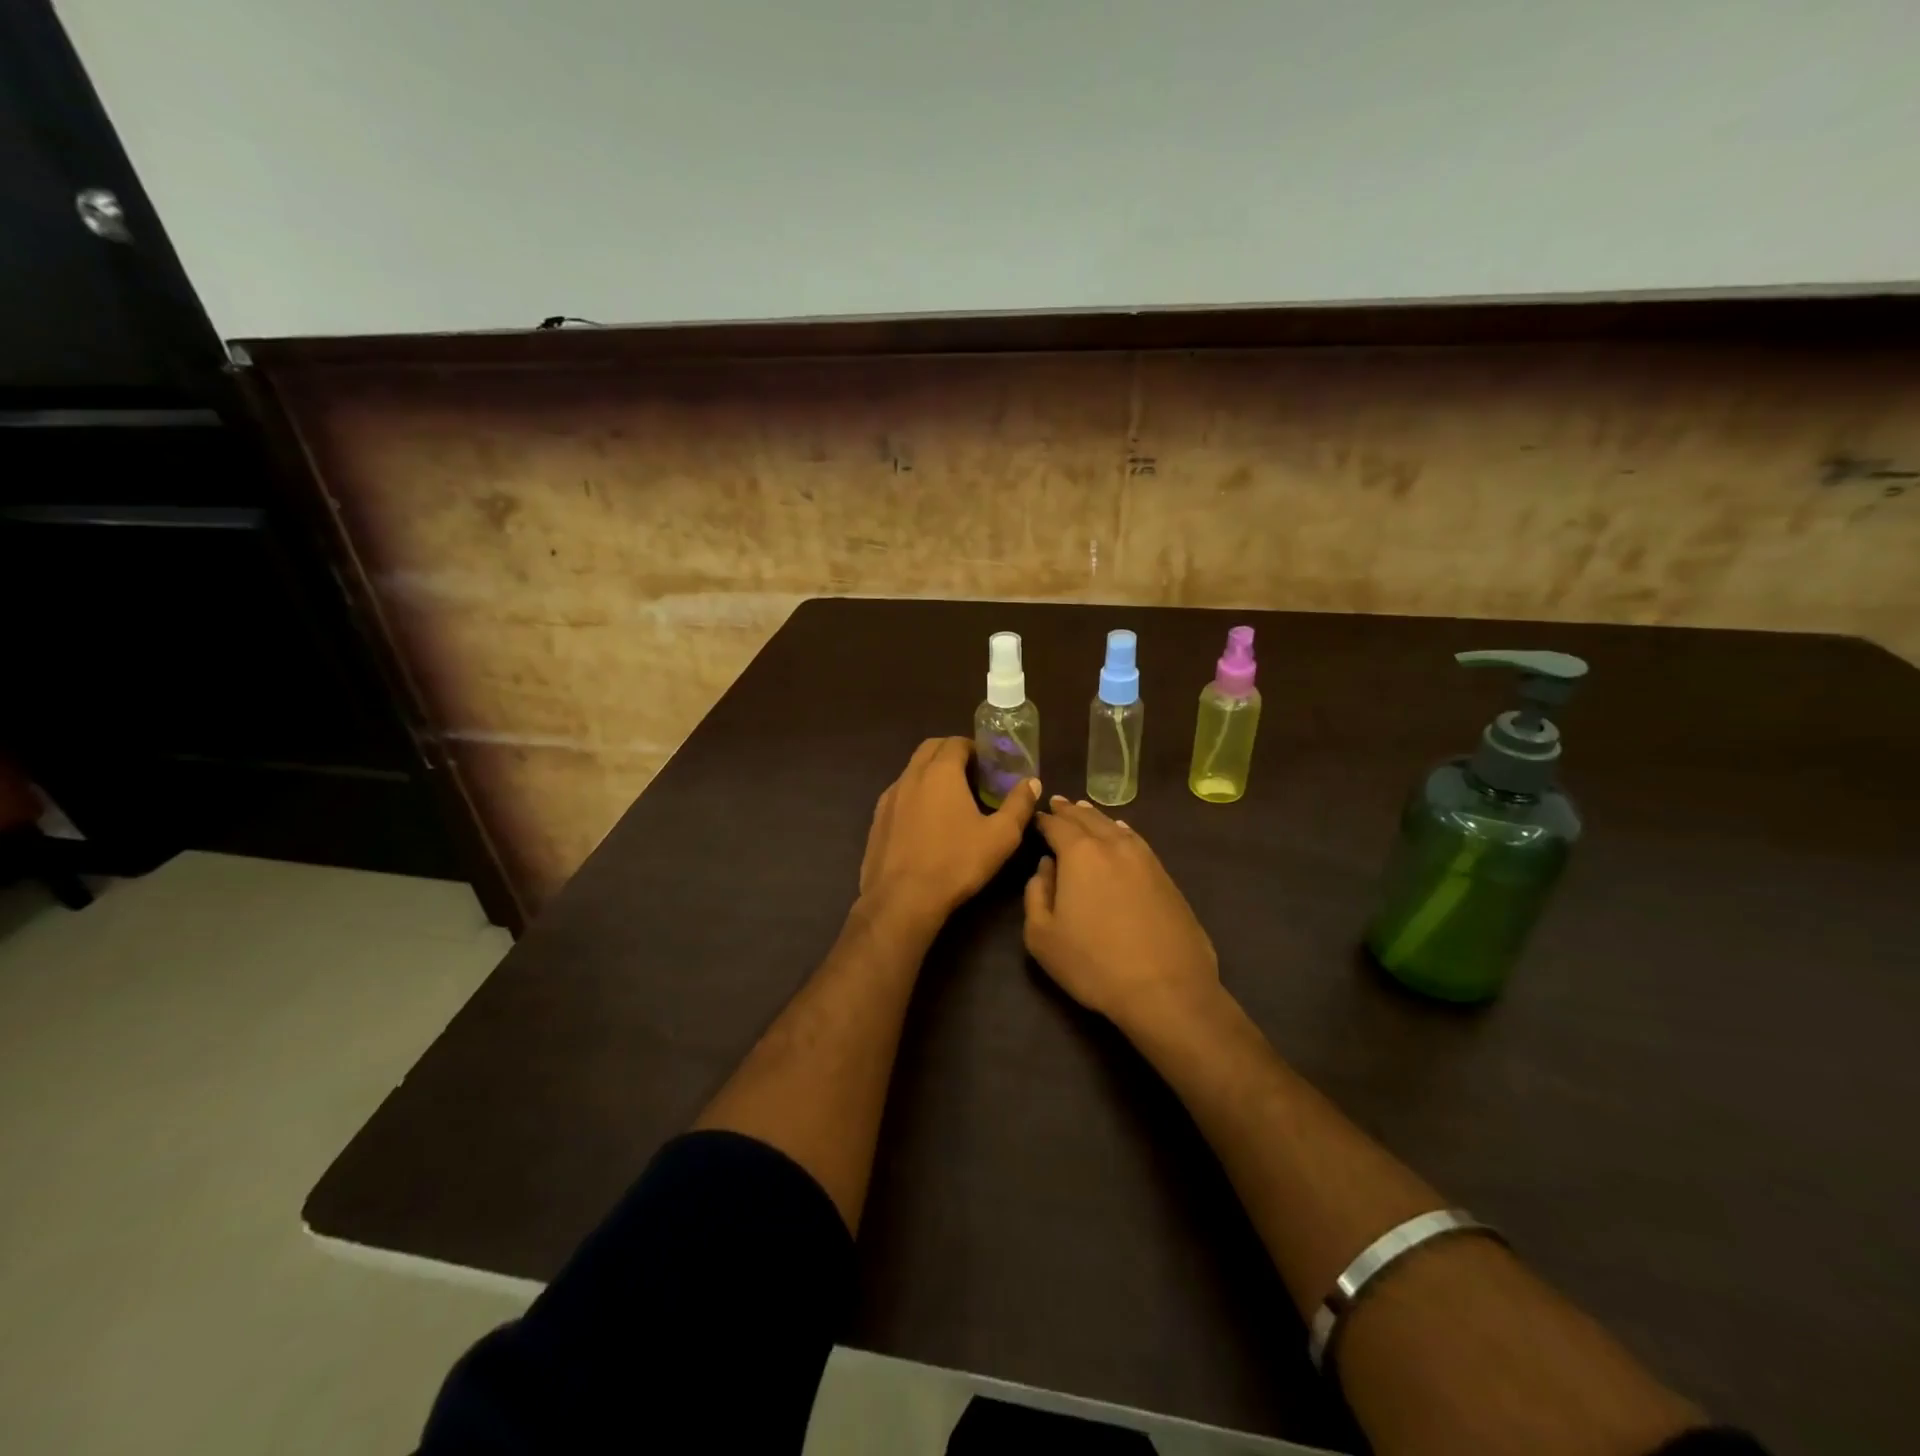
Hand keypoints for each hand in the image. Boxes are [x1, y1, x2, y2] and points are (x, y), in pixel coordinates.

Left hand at [859, 738, 1040, 923]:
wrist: (902, 900)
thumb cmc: (956, 863)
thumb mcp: (1001, 837)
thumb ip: (1018, 805)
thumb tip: (1031, 782)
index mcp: (940, 772)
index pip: (956, 742)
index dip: (975, 748)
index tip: (989, 765)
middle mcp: (911, 776)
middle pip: (930, 748)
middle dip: (951, 753)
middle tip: (972, 775)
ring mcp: (889, 797)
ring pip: (912, 771)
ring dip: (931, 773)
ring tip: (950, 799)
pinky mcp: (877, 820)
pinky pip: (899, 794)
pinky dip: (915, 795)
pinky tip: (926, 822)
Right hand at [1024, 797, 1219, 1026]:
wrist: (1167, 989)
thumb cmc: (1094, 963)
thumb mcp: (1042, 936)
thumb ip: (1035, 894)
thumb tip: (1045, 867)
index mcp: (1080, 854)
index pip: (1057, 825)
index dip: (1044, 820)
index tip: (1035, 817)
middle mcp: (1114, 846)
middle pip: (1088, 819)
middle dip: (1070, 811)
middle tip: (1058, 803)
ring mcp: (1146, 859)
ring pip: (1116, 827)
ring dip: (1097, 817)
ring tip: (1085, 812)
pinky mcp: (1167, 877)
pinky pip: (1137, 842)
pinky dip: (1122, 832)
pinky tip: (1121, 834)